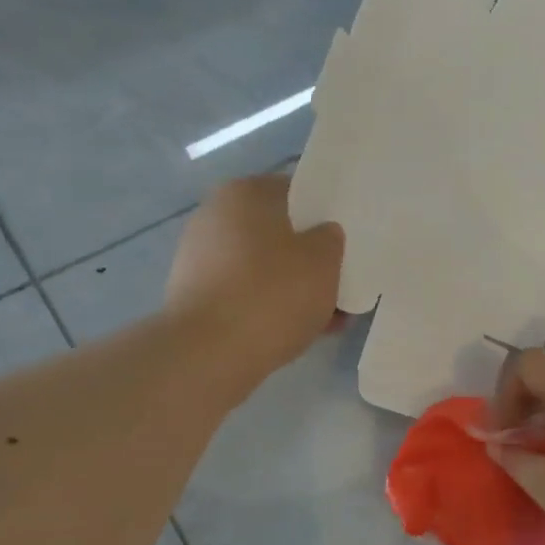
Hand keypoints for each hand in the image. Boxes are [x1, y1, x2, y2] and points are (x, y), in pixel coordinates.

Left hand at [165, 175, 343, 385]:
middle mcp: (216, 217)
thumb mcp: (324, 260)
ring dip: (295, 288)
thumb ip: (330, 240)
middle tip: (342, 281)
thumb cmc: (273, 292)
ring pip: (265, 268)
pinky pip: (247, 296)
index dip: (325, 214)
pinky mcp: (197, 298)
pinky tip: (303, 331)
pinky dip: (273, 308)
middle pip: (278, 234)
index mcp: (245, 193)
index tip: (348, 240)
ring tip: (331, 317)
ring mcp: (201, 259)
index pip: (295, 192)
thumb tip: (323, 235)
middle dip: (310, 258)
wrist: (211, 353)